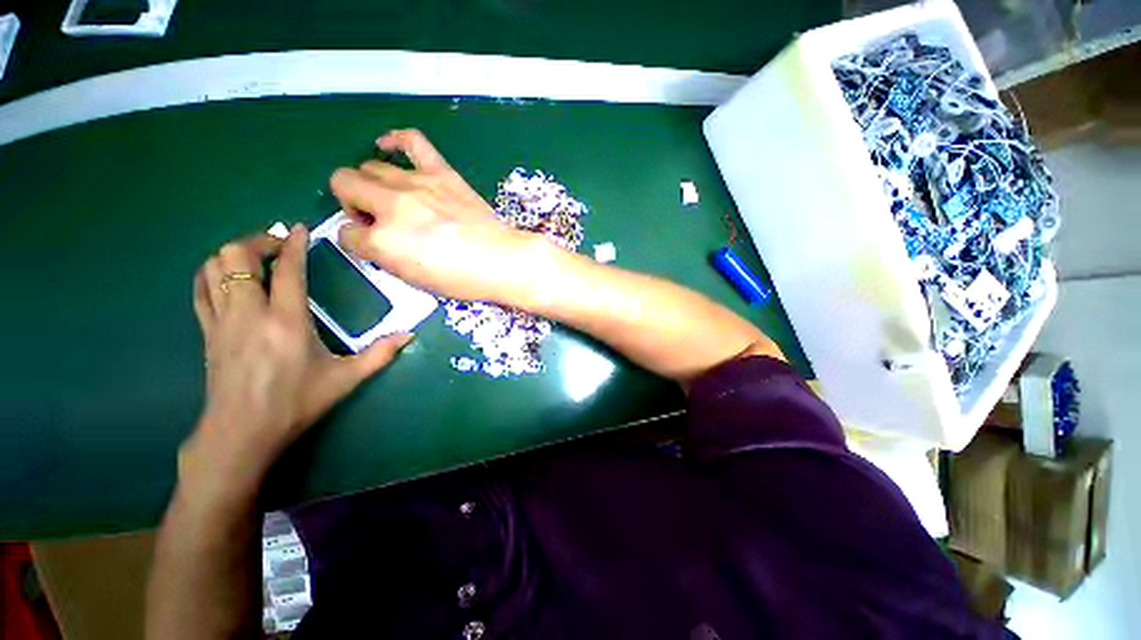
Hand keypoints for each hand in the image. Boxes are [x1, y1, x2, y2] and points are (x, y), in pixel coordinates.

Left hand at [186, 226, 412, 488]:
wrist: (242, 432)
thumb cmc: (297, 403)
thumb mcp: (346, 379)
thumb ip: (380, 354)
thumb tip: (411, 335)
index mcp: (287, 321)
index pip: (288, 270)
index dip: (293, 244)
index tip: (299, 228)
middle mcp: (250, 312)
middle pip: (238, 256)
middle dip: (258, 241)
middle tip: (280, 244)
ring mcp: (222, 320)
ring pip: (214, 267)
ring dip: (234, 254)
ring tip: (257, 257)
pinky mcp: (207, 331)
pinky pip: (201, 288)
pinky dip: (212, 273)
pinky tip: (229, 277)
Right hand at [332, 129, 541, 302]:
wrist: (502, 261)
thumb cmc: (463, 279)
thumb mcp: (414, 279)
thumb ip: (384, 255)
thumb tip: (372, 237)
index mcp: (383, 241)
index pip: (345, 234)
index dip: (356, 241)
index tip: (372, 244)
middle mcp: (392, 206)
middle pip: (344, 184)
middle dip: (352, 203)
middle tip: (376, 219)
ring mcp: (416, 184)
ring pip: (369, 166)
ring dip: (372, 183)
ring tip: (391, 198)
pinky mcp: (441, 172)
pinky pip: (411, 140)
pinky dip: (395, 140)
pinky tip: (388, 147)